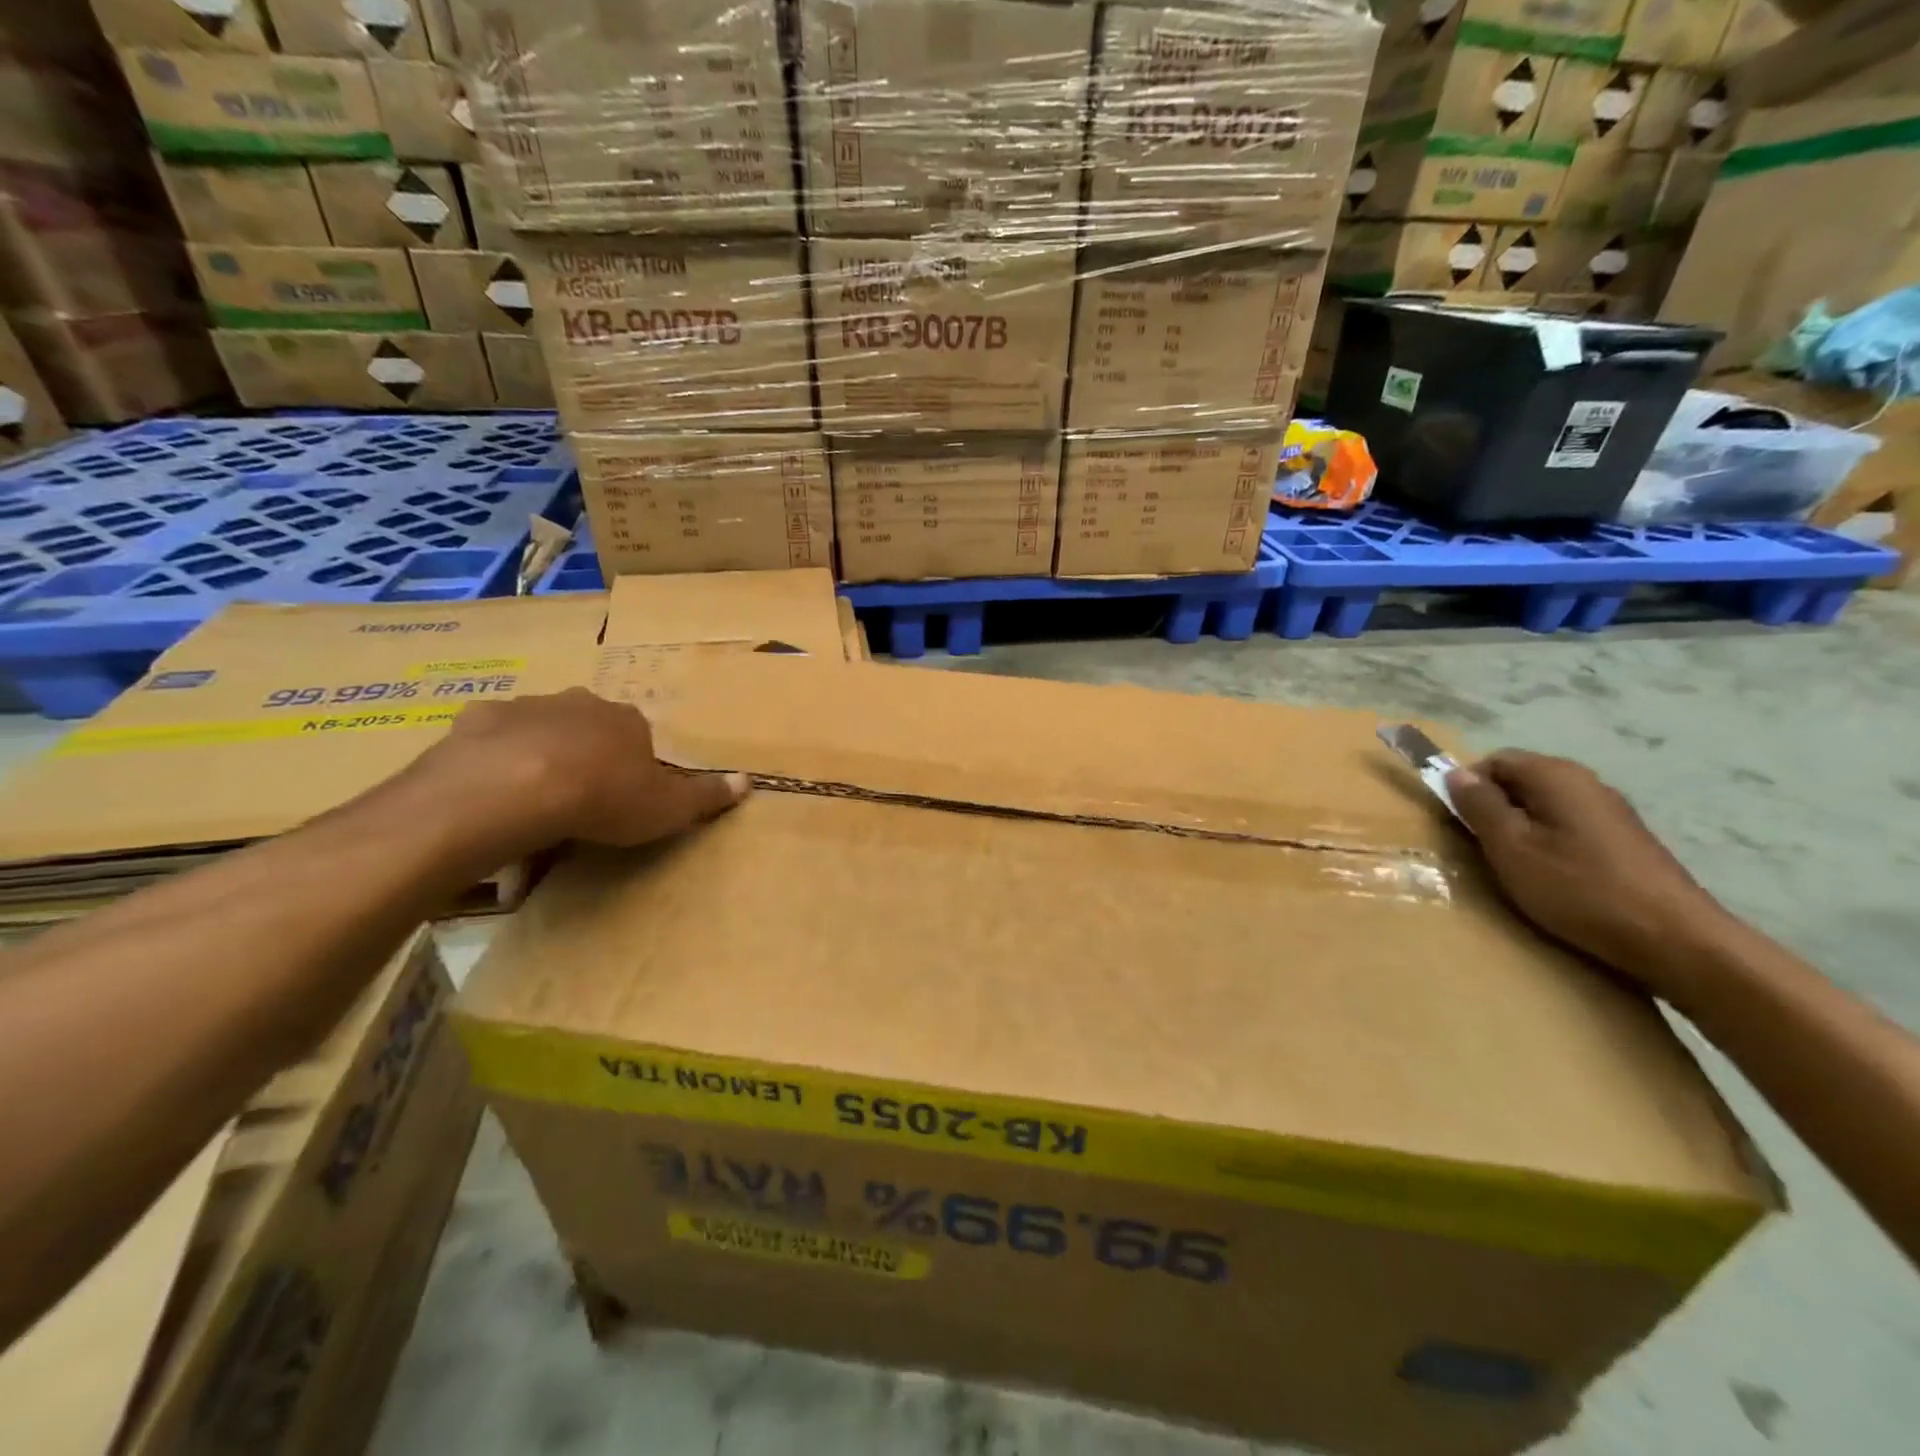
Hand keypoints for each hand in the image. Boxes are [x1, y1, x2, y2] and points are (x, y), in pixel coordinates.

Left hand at [408, 688, 749, 857]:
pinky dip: (490, 763)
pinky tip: (488, 797)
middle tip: (576, 800)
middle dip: (584, 754)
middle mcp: (579, 703)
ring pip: (537, 730)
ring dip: (537, 756)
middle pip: (587, 726)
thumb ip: (706, 795)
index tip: (623, 798)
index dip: (633, 766)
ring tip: (529, 804)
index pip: (638, 736)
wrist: (513, 789)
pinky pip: (488, 744)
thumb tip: (749, 781)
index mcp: (627, 720)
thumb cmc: (602, 797)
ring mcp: (524, 708)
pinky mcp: (475, 722)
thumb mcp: (667, 808)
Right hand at [1447, 750, 1730, 994]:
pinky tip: (1551, 877)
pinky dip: (1549, 843)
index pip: (1494, 761)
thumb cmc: (1579, 888)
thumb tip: (1456, 774)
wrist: (1675, 940)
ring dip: (1520, 828)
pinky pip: (1569, 828)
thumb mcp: (1511, 847)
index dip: (1468, 786)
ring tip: (1513, 866)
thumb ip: (1480, 806)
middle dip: (1494, 808)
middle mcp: (1586, 782)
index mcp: (1556, 776)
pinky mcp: (1625, 841)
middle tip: (1481, 847)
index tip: (1459, 823)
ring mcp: (1611, 812)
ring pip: (1545, 806)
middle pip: (1521, 781)